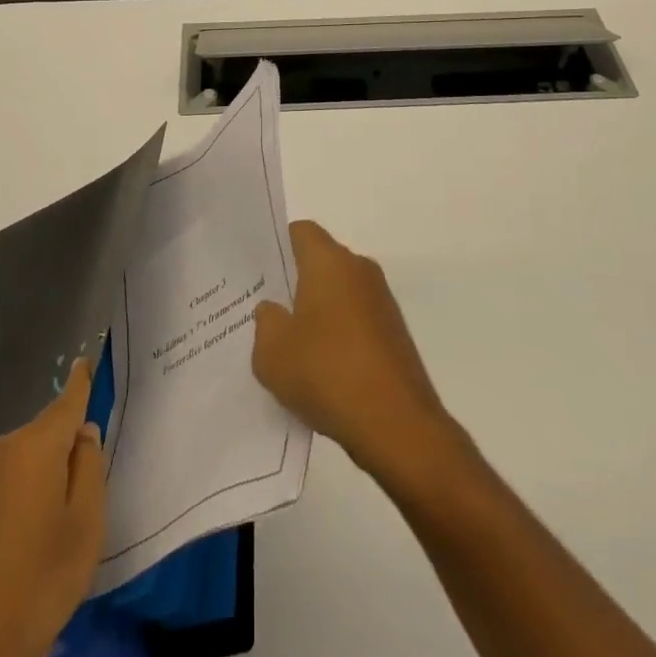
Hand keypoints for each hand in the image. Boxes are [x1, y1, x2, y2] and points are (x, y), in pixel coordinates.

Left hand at [0, 359, 106, 656]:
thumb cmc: (38, 581)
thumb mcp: (85, 524)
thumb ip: (89, 468)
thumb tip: (82, 435)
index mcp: (35, 446)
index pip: (66, 401)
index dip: (80, 382)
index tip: (84, 359)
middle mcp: (3, 451)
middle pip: (47, 433)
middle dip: (68, 447)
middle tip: (92, 491)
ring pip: (27, 461)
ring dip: (47, 477)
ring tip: (63, 525)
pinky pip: (8, 485)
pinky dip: (26, 497)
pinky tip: (33, 541)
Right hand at [253, 220, 455, 484]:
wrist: (397, 424)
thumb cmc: (327, 374)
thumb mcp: (272, 353)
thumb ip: (265, 322)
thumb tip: (273, 310)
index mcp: (330, 262)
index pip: (300, 232)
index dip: (277, 246)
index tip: (257, 271)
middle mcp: (359, 270)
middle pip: (320, 261)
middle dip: (294, 282)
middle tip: (266, 310)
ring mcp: (382, 301)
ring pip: (339, 292)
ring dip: (317, 311)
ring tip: (290, 345)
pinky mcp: (394, 332)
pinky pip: (356, 319)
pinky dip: (338, 334)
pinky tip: (321, 368)